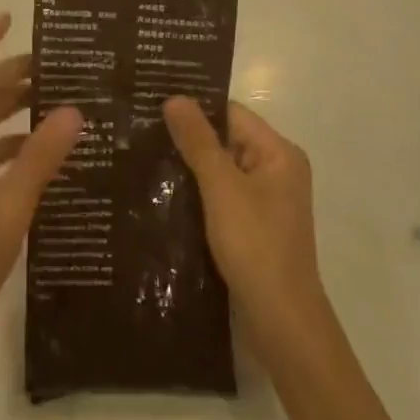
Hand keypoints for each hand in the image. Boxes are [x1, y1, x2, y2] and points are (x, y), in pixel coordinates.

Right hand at [164, 97, 329, 351]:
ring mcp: (265, 203)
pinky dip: (197, 197)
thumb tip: (175, 97)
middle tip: (139, 132)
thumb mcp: (222, 187)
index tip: (152, 105)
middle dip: (187, 140)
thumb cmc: (255, 245)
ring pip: (220, 172)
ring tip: (142, 161)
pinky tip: (162, 198)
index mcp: (278, 153)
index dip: (195, 108)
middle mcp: (276, 171)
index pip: (231, 114)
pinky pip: (220, 199)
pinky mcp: (252, 229)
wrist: (281, 322)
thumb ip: (198, 142)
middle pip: (226, 141)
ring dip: (189, 170)